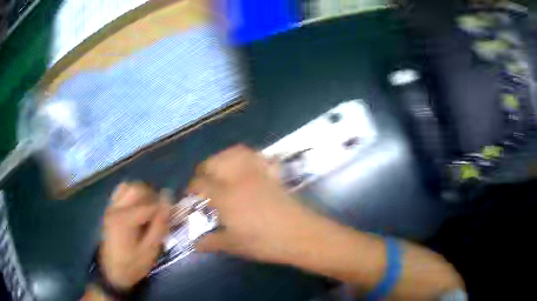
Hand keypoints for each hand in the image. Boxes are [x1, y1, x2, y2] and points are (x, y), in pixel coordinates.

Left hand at [100, 182, 170, 289]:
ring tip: (150, 206)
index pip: (150, 205)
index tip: (174, 214)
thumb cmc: (133, 264)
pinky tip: (137, 207)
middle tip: (161, 210)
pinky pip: (120, 193)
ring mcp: (110, 207)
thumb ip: (159, 225)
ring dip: (141, 193)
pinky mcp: (109, 210)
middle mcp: (116, 208)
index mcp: (125, 219)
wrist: (113, 273)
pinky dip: (130, 194)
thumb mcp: (150, 250)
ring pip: (128, 187)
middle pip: (137, 189)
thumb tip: (168, 202)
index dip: (164, 208)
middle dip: (153, 196)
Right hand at [189, 144, 328, 263]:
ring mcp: (257, 173)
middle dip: (204, 169)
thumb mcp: (234, 245)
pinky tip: (247, 166)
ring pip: (235, 153)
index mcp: (224, 196)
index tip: (191, 195)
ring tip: (222, 170)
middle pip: (214, 161)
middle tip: (205, 183)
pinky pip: (259, 156)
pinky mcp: (272, 174)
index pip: (200, 182)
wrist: (300, 235)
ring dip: (224, 157)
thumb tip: (195, 244)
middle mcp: (238, 179)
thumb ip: (211, 242)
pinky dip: (249, 156)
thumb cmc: (264, 242)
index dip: (191, 187)